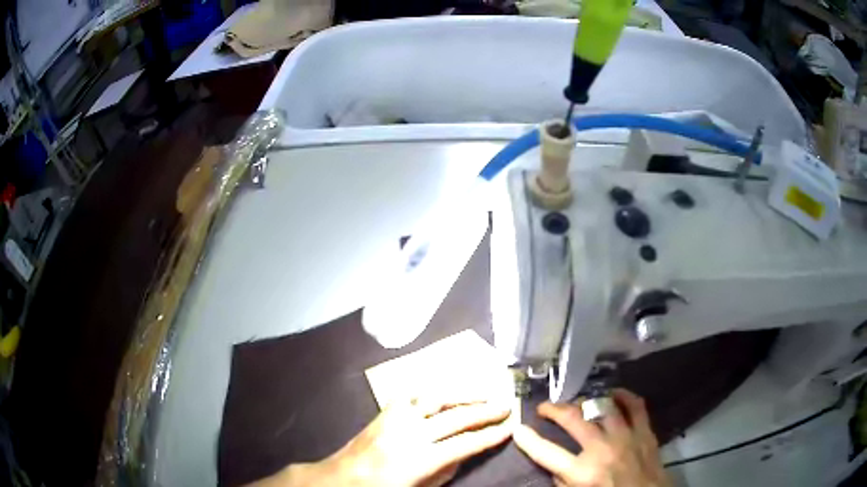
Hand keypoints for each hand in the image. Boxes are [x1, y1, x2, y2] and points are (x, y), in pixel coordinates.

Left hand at [249, 396, 511, 486]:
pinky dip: (430, 392)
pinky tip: (442, 394)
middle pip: (456, 416)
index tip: (510, 427)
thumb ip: (446, 470)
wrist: (341, 478)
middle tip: (505, 405)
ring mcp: (395, 418)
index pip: (466, 443)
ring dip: (462, 395)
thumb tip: (464, 452)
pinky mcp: (384, 411)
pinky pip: (410, 394)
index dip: (491, 436)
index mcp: (420, 459)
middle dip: (485, 411)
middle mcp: (410, 433)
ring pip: (436, 398)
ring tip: (482, 395)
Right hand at [513, 389, 670, 486]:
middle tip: (545, 407)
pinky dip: (624, 396)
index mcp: (583, 472)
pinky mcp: (645, 431)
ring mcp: (626, 437)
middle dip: (554, 409)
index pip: (547, 453)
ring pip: (603, 407)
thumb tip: (556, 465)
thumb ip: (564, 482)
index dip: (529, 440)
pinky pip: (635, 405)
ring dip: (586, 402)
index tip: (518, 428)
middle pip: (574, 419)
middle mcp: (602, 450)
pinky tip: (613, 394)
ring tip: (578, 403)